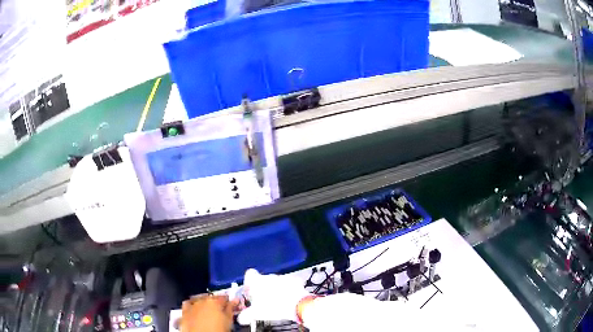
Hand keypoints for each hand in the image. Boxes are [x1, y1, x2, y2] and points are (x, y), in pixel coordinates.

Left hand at [181, 295, 238, 331]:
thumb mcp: (228, 320)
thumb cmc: (217, 330)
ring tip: (209, 311)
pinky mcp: (184, 311)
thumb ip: (231, 309)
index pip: (223, 297)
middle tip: (221, 310)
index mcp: (214, 301)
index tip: (231, 304)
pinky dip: (192, 305)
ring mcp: (192, 305)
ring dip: (204, 303)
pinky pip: (188, 304)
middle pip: (211, 298)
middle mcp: (202, 300)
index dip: (228, 301)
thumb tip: (234, 301)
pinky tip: (195, 309)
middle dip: (216, 302)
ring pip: (199, 299)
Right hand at [237, 269, 309, 324]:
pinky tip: (286, 299)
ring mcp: (283, 278)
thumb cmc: (275, 307)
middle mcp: (269, 276)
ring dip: (274, 289)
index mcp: (258, 281)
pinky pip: (287, 284)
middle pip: (262, 279)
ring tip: (276, 301)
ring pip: (275, 282)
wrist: (297, 305)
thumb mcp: (257, 313)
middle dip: (262, 288)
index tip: (250, 290)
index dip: (249, 282)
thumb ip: (246, 315)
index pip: (249, 274)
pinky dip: (286, 290)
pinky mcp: (294, 281)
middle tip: (262, 300)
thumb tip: (242, 318)